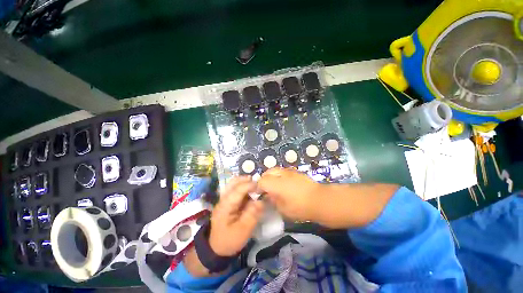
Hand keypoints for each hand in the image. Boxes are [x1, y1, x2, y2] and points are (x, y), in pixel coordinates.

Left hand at [208, 176, 264, 256]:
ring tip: (254, 184)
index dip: (250, 185)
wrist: (216, 248)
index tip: (261, 186)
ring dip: (243, 182)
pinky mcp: (226, 202)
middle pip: (233, 183)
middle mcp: (223, 199)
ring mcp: (223, 200)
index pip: (238, 190)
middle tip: (257, 181)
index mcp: (225, 206)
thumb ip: (252, 215)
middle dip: (245, 180)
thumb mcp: (243, 231)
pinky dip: (242, 186)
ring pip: (232, 184)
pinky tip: (249, 190)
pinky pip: (233, 189)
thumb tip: (261, 201)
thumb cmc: (230, 240)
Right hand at [257, 168, 322, 221]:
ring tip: (275, 185)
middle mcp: (281, 174)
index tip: (259, 194)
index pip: (261, 181)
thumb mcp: (283, 209)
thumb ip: (273, 200)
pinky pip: (283, 171)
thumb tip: (268, 195)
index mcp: (276, 184)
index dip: (258, 187)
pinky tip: (284, 183)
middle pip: (267, 172)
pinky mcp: (296, 171)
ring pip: (275, 170)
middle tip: (266, 189)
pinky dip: (279, 175)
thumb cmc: (300, 207)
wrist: (320, 200)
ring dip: (272, 176)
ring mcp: (289, 171)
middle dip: (264, 179)